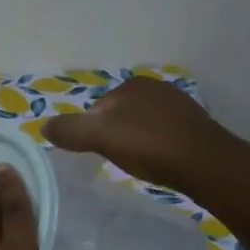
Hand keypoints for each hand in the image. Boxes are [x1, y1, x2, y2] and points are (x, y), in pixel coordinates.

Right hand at [41, 77, 235, 193]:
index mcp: (132, 85)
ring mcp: (178, 106)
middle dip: (113, 136)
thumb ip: (69, 130)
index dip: (91, 132)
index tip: (96, 153)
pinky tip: (157, 162)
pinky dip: (154, 147)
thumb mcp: (99, 136)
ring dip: (135, 142)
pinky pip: (161, 135)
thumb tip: (44, 126)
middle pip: (118, 117)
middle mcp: (155, 88)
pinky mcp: (194, 126)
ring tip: (137, 164)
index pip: (97, 109)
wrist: (205, 164)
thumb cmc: (148, 146)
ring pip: (140, 126)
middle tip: (116, 160)